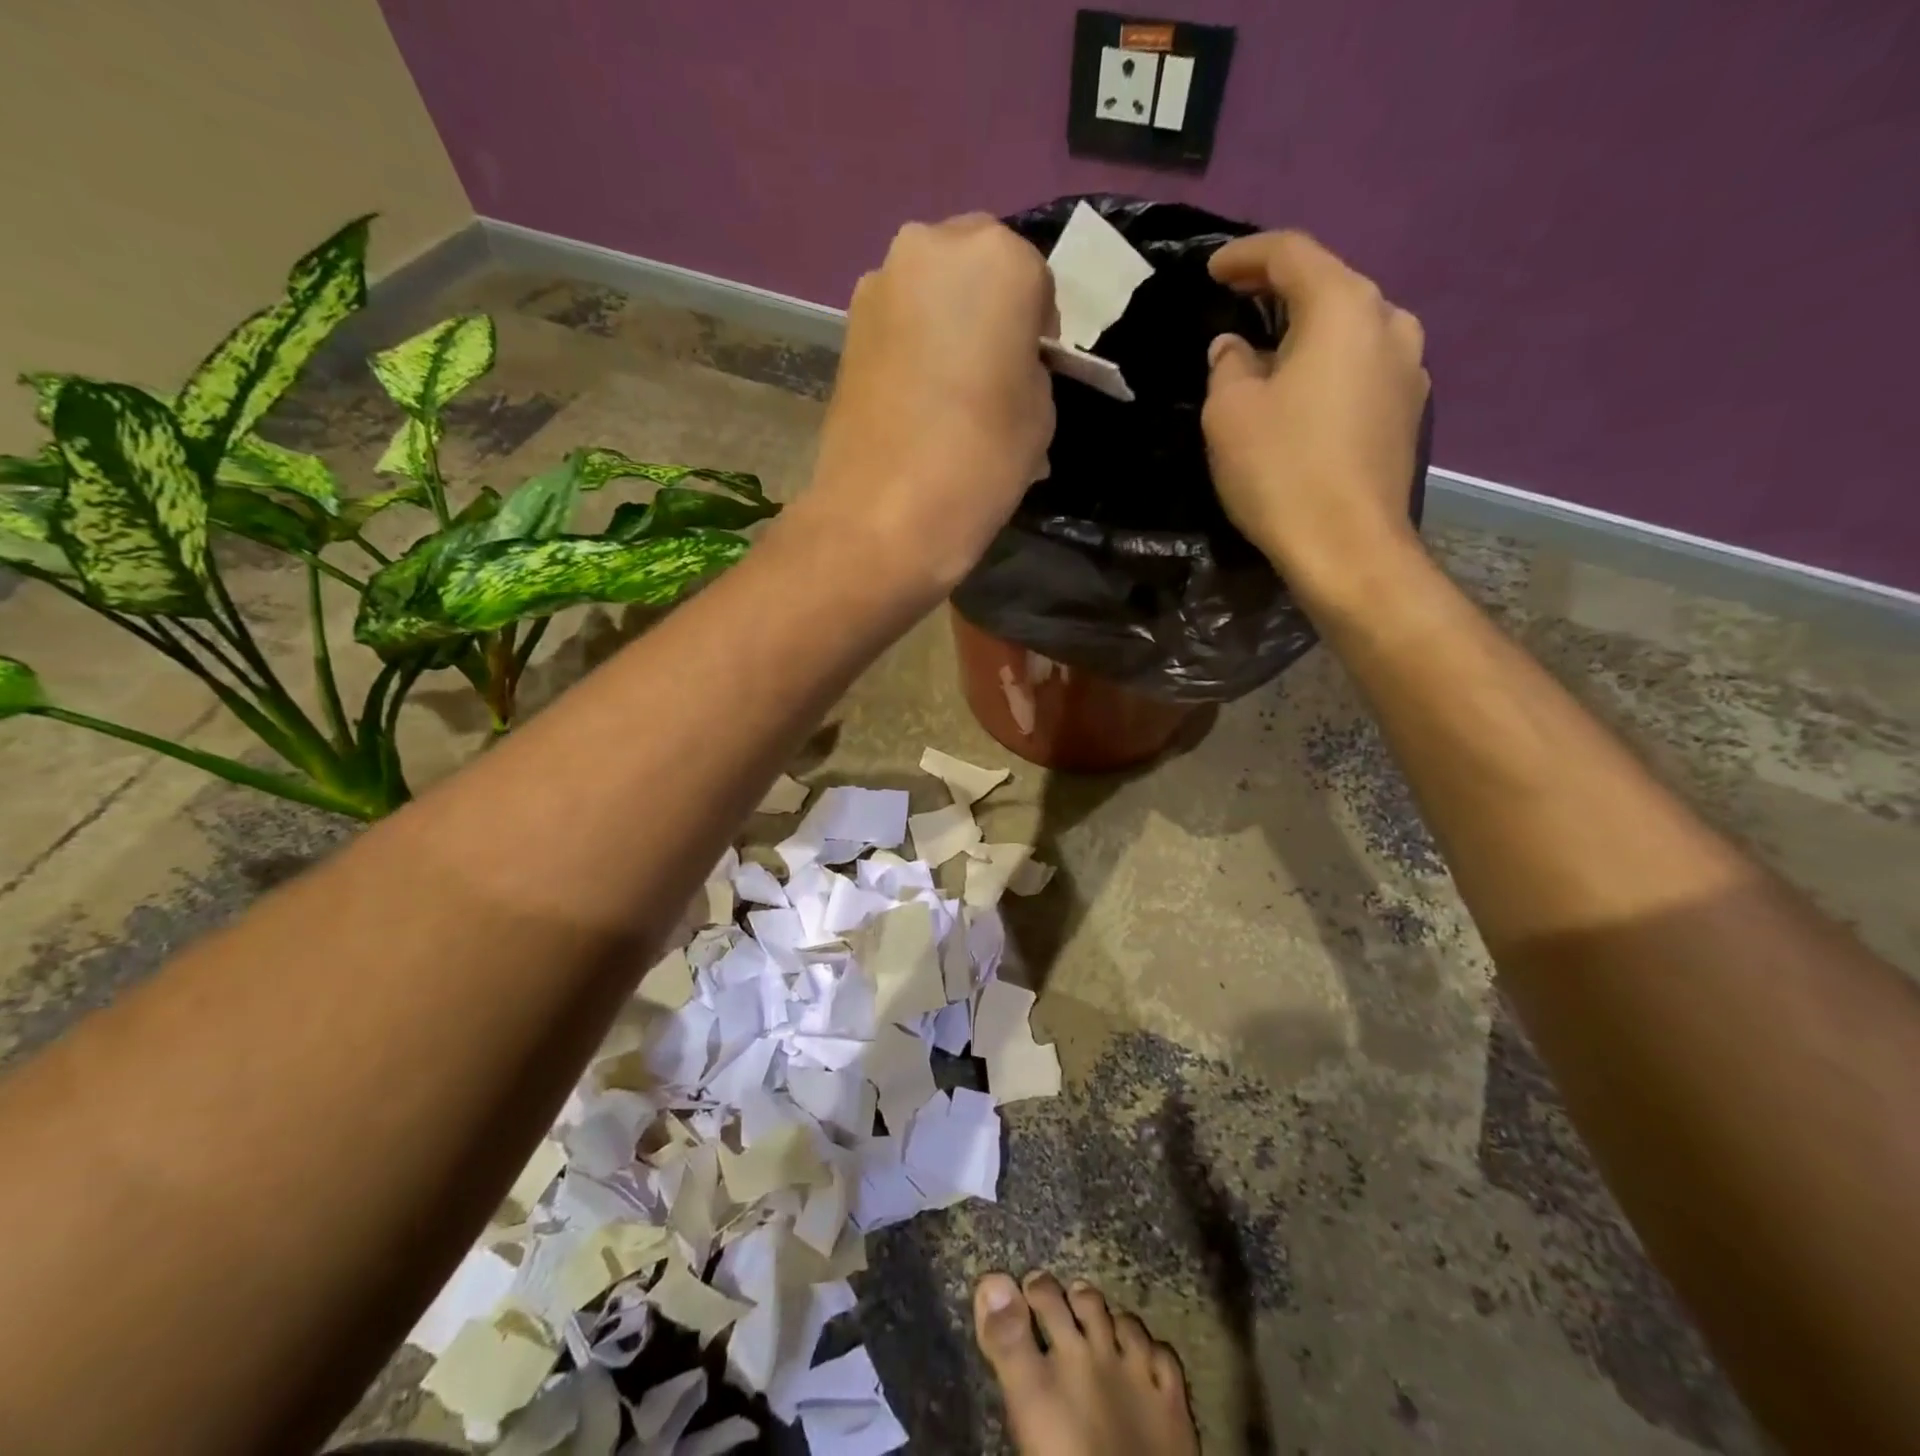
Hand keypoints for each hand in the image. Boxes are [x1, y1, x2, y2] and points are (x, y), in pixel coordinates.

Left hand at [787, 215, 1055, 597]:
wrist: (882, 514)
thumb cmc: (979, 460)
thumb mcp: (1040, 413)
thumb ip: (1030, 366)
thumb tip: (1009, 364)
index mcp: (998, 258)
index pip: (1035, 279)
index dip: (1037, 326)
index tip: (1031, 369)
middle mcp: (932, 247)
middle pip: (976, 265)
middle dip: (989, 307)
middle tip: (992, 370)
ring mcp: (879, 283)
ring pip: (932, 289)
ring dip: (947, 323)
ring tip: (951, 388)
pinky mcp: (847, 325)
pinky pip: (898, 320)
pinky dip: (913, 344)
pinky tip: (917, 395)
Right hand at [1202, 231, 1429, 608]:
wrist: (1349, 547)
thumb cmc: (1281, 471)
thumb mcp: (1229, 413)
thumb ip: (1227, 365)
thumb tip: (1234, 347)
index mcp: (1343, 307)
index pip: (1292, 254)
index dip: (1246, 256)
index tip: (1211, 270)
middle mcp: (1389, 322)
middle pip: (1328, 287)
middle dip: (1278, 293)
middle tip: (1235, 307)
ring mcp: (1409, 368)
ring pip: (1348, 330)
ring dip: (1305, 333)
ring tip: (1265, 356)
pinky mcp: (1409, 411)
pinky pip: (1360, 368)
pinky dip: (1326, 367)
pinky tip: (1299, 396)